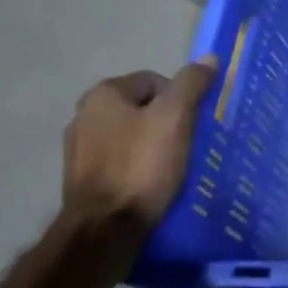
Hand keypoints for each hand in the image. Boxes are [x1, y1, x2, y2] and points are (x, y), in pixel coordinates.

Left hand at [61, 57, 218, 254]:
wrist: (104, 230)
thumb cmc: (142, 166)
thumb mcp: (176, 118)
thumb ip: (192, 84)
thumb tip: (208, 57)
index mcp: (103, 94)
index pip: (156, 81)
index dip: (181, 99)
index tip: (193, 124)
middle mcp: (84, 115)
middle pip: (144, 108)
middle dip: (168, 122)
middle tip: (187, 144)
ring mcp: (79, 149)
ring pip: (133, 135)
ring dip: (154, 145)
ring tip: (172, 166)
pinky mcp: (83, 178)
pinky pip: (122, 160)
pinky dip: (139, 166)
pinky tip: (152, 183)